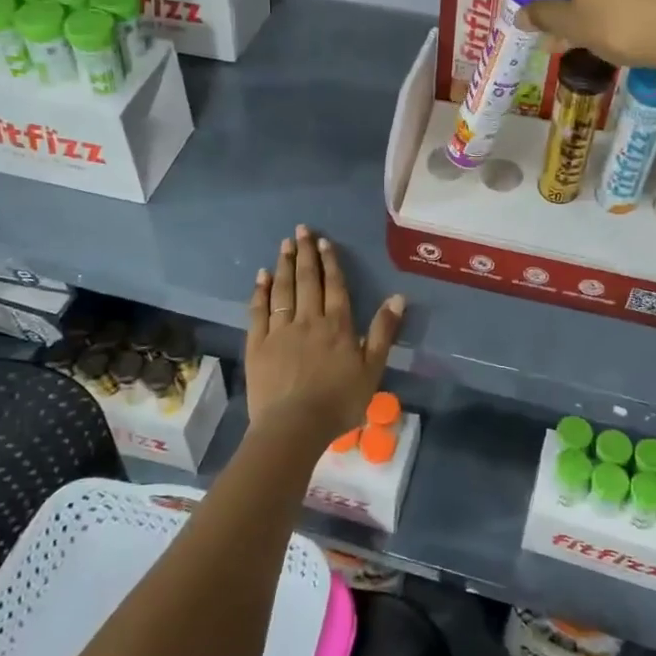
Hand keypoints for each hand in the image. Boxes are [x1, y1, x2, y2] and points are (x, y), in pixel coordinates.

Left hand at [246, 225, 405, 448]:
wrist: (294, 426)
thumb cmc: (339, 402)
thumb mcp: (372, 369)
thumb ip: (383, 332)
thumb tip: (397, 297)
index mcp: (337, 325)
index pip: (334, 286)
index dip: (330, 262)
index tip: (324, 241)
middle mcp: (308, 320)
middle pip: (306, 280)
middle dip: (304, 253)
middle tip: (301, 230)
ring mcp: (280, 331)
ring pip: (282, 290)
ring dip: (283, 265)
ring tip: (284, 244)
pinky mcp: (258, 344)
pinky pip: (259, 311)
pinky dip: (260, 292)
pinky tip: (261, 277)